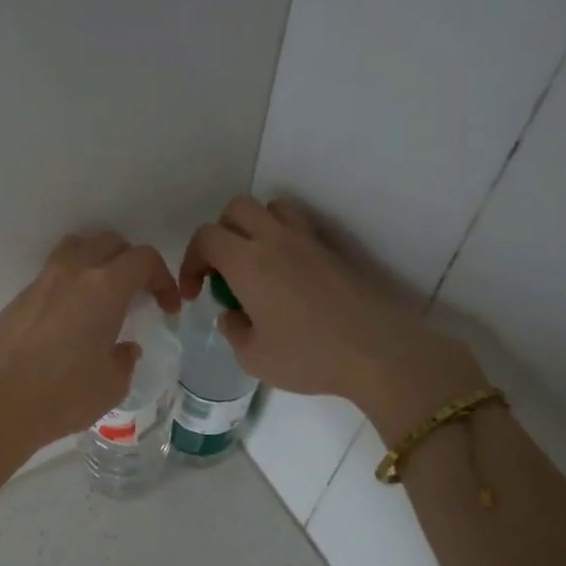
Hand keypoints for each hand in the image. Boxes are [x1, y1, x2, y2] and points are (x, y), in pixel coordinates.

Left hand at [0, 231, 180, 478]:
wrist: (0, 406)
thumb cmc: (65, 395)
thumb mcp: (112, 385)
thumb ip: (125, 359)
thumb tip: (124, 348)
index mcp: (105, 287)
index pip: (143, 259)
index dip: (162, 278)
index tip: (166, 307)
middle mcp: (72, 273)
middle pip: (108, 244)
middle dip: (130, 263)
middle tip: (136, 294)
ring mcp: (40, 284)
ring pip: (74, 250)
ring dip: (95, 262)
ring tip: (100, 295)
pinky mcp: (17, 301)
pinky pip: (50, 278)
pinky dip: (67, 286)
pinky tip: (67, 320)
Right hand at [181, 196, 486, 440]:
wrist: (375, 352)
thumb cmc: (306, 356)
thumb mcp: (252, 357)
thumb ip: (232, 330)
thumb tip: (232, 315)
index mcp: (247, 262)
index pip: (205, 237)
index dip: (190, 261)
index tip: (194, 294)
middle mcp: (275, 240)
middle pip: (236, 210)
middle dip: (219, 236)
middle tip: (221, 273)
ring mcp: (307, 241)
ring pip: (271, 208)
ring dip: (254, 227)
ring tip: (254, 264)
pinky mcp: (332, 252)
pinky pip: (299, 226)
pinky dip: (282, 238)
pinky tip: (285, 276)